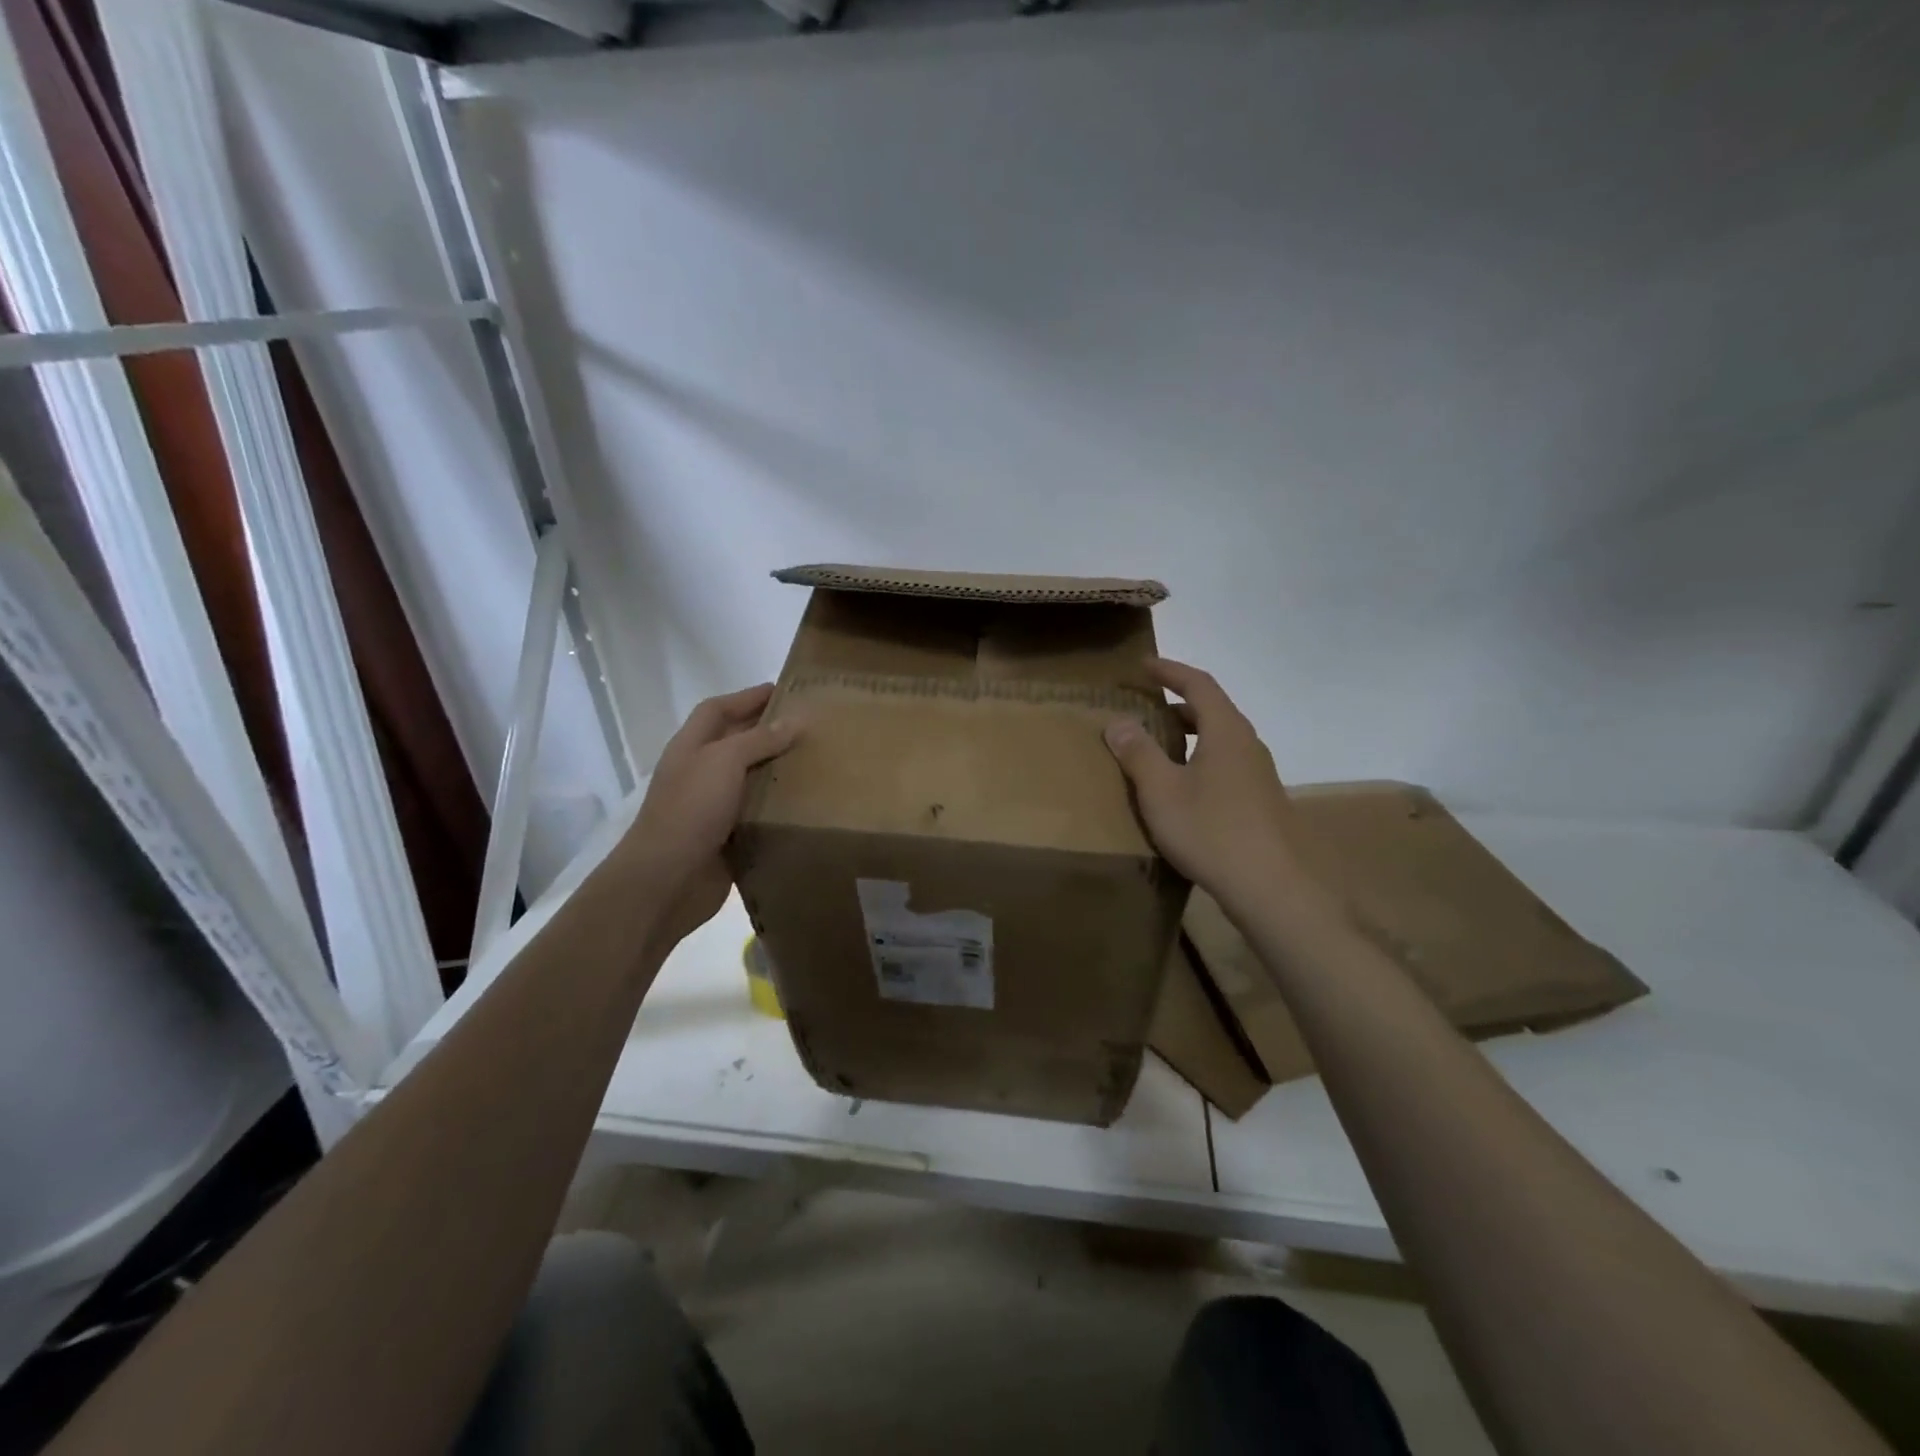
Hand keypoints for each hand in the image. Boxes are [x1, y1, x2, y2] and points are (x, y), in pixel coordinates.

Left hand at [625, 683, 799, 950]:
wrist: (666, 880)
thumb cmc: (690, 810)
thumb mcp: (723, 762)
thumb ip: (759, 739)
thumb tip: (794, 721)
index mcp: (692, 747)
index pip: (718, 709)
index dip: (747, 696)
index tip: (784, 689)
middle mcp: (701, 773)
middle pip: (737, 742)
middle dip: (769, 731)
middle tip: (811, 727)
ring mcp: (713, 807)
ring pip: (750, 780)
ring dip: (778, 771)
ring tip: (818, 762)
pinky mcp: (728, 838)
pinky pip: (758, 815)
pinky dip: (779, 808)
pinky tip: (808, 805)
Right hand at [1103, 658, 1302, 905]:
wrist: (1273, 887)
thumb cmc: (1212, 831)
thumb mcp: (1162, 791)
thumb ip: (1138, 753)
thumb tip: (1118, 721)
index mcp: (1226, 731)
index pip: (1198, 684)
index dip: (1170, 671)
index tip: (1144, 665)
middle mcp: (1248, 745)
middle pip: (1213, 710)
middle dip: (1179, 702)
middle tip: (1147, 705)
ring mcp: (1259, 775)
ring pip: (1221, 739)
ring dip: (1191, 733)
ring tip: (1160, 745)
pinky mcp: (1262, 802)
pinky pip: (1226, 764)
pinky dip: (1201, 759)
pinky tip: (1184, 788)